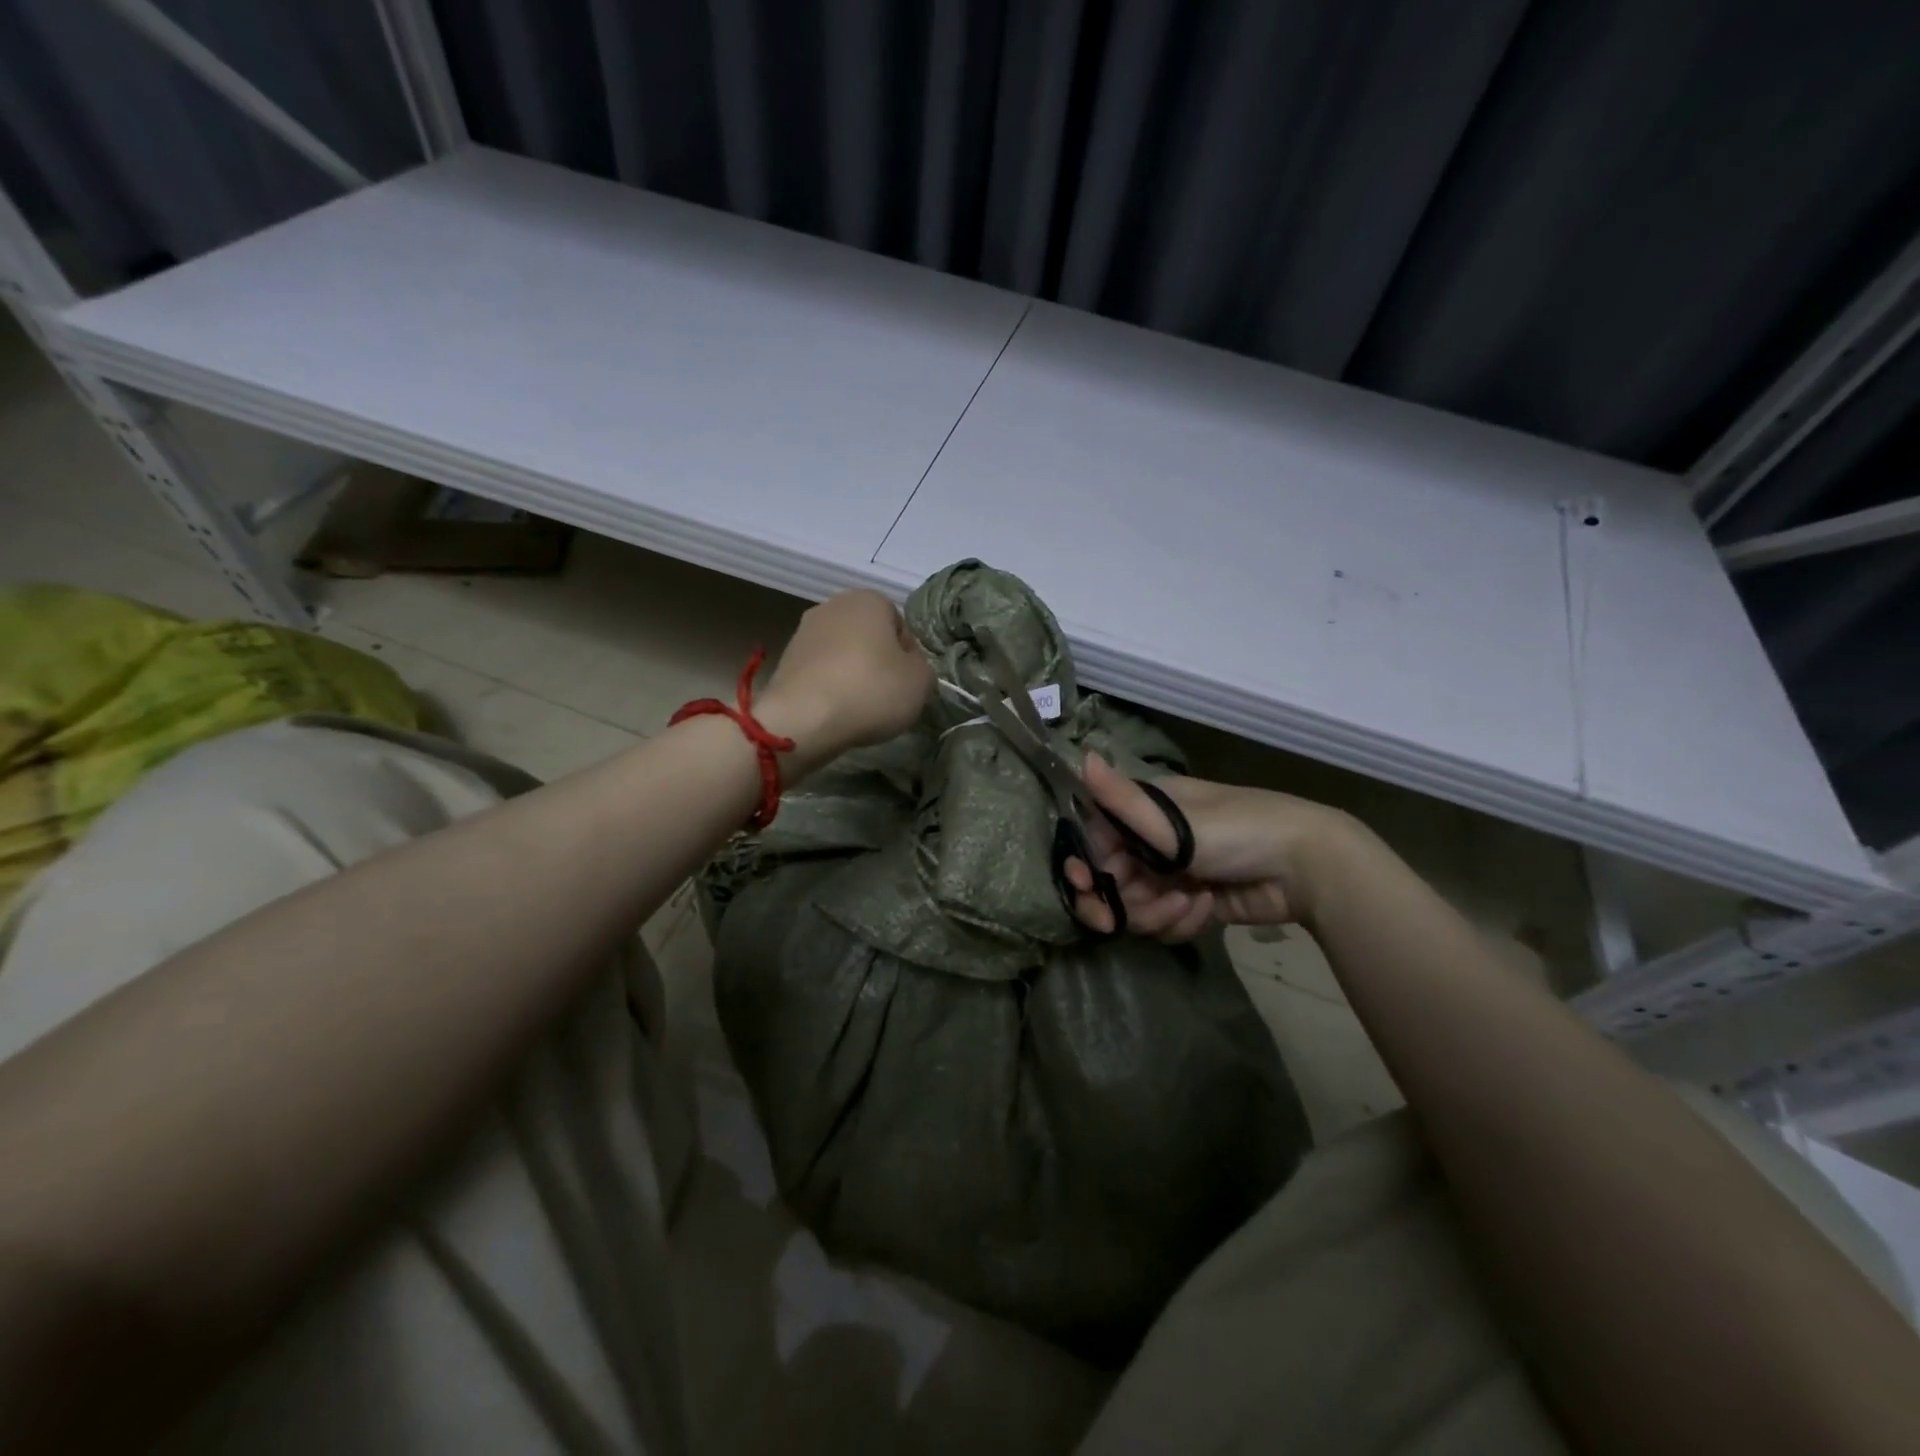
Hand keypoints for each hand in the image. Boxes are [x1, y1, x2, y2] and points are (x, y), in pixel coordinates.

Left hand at [757, 590, 932, 772]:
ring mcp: (803, 631)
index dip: (908, 655)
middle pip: (868, 636)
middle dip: (877, 662)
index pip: (900, 625)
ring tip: (858, 707)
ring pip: (842, 654)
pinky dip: (829, 687)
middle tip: (886, 695)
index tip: (908, 681)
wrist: (804, 719)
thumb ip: (923, 668)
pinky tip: (834, 711)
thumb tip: (910, 667)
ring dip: (852, 674)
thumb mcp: (921, 682)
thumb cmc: (871, 690)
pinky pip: (820, 671)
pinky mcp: (785, 660)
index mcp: (869, 599)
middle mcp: (833, 606)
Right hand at [1063, 755, 1356, 938]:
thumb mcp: (1175, 818)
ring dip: (1155, 912)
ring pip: (1136, 907)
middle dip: (1120, 901)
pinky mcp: (1192, 904)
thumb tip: (1083, 757)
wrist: (1306, 868)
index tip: (1085, 886)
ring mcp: (1173, 875)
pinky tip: (1206, 908)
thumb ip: (1123, 799)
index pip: (1096, 841)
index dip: (1085, 866)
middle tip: (1117, 920)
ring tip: (1187, 903)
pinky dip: (1180, 921)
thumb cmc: (1237, 831)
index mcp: (1146, 811)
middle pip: (1112, 881)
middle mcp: (1153, 841)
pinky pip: (1165, 922)